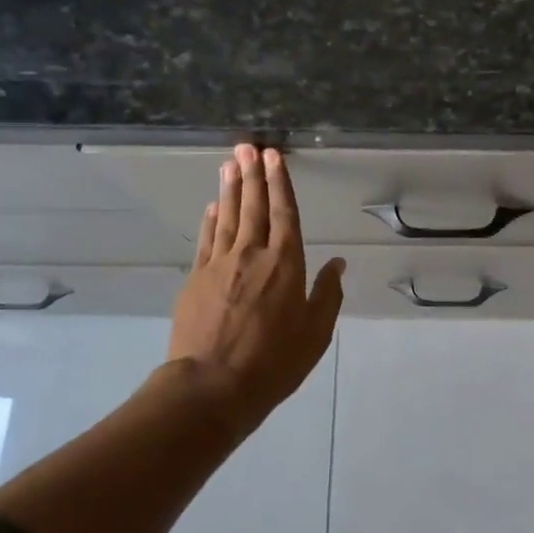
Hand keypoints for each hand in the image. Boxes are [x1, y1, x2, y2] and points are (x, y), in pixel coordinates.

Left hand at [165, 144, 345, 436]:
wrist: (213, 385)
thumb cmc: (274, 362)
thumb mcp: (315, 333)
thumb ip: (327, 295)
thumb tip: (338, 264)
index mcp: (286, 264)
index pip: (285, 213)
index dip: (280, 183)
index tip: (274, 158)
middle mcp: (252, 254)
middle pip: (254, 206)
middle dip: (253, 174)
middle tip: (248, 147)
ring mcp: (219, 264)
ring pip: (228, 216)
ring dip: (231, 188)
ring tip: (230, 164)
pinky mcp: (196, 278)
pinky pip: (206, 239)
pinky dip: (211, 219)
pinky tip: (213, 206)